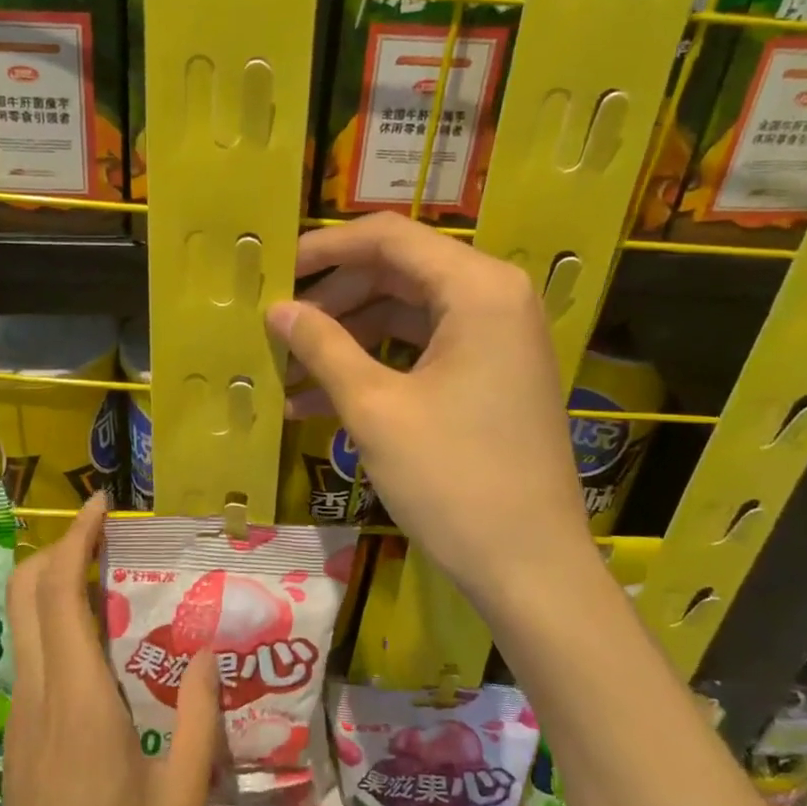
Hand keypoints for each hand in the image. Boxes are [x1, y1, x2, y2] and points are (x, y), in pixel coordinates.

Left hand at [0, 495, 218, 805]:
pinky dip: (56, 625)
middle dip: (57, 549)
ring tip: (112, 580)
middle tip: (105, 537)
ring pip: (23, 625)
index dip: (75, 538)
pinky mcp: (18, 745)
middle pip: (25, 594)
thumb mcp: (183, 800)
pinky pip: (32, 658)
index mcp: (80, 703)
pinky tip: (101, 647)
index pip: (60, 593)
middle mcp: (40, 698)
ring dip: (56, 586)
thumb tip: (211, 651)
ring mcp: (21, 722)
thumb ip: (201, 718)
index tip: (101, 504)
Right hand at [265, 214, 595, 607]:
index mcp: (478, 288)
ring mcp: (498, 339)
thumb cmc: (452, 479)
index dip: (327, 247)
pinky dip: (376, 366)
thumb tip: (277, 309)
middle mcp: (495, 299)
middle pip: (398, 273)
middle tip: (279, 324)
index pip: (390, 237)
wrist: (530, 568)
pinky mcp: (491, 376)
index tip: (276, 268)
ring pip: (407, 315)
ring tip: (289, 369)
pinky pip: (424, 351)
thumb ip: (322, 347)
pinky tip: (321, 398)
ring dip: (347, 338)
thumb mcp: (375, 409)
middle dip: (333, 298)